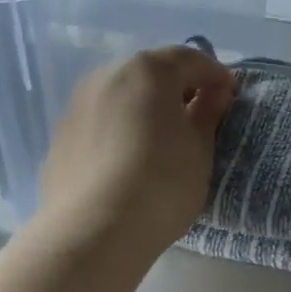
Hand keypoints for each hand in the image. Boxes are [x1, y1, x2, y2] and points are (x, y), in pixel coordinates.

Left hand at [37, 46, 234, 260]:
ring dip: (144, 108)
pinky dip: (120, 129)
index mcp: (148, 72)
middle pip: (150, 73)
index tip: (230, 96)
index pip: (190, 59)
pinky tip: (129, 160)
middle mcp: (107, 76)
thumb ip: (207, 114)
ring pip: (121, 96)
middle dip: (177, 88)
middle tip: (197, 116)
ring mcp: (77, 104)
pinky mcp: (60, 136)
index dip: (215, 75)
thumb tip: (214, 94)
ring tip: (161, 140)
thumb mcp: (199, 150)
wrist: (94, 231)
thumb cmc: (161, 185)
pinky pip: (101, 122)